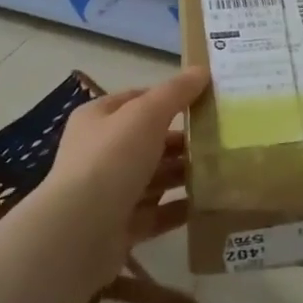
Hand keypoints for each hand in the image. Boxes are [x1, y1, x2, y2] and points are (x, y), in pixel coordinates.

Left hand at [44, 67, 207, 269]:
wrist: (80, 232)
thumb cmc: (111, 160)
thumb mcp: (146, 115)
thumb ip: (176, 92)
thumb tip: (203, 70)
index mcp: (98, 119)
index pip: (138, 100)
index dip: (170, 98)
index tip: (206, 101)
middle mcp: (100, 153)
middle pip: (149, 141)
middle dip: (183, 141)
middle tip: (221, 140)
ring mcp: (109, 192)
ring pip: (154, 178)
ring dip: (184, 174)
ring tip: (221, 170)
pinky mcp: (120, 226)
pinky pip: (157, 213)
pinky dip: (179, 208)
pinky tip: (207, 204)